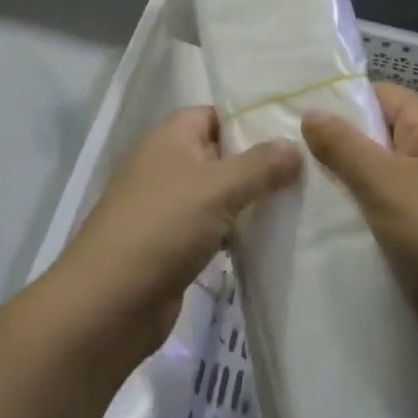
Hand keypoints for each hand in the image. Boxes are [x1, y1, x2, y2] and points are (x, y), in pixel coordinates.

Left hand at [49, 107, 300, 368]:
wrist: (109, 303)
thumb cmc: (162, 227)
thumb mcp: (217, 188)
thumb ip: (260, 165)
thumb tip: (296, 145)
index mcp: (170, 137)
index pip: (215, 114)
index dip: (251, 120)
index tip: (294, 132)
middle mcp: (167, 164)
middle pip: (220, 154)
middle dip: (259, 163)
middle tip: (308, 170)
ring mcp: (167, 206)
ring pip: (219, 194)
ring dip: (250, 201)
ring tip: (300, 203)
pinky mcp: (172, 244)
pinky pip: (212, 227)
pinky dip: (236, 232)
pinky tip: (271, 240)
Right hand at [303, 83, 417, 330]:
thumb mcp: (384, 184)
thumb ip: (343, 146)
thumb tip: (310, 112)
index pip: (379, 94)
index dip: (339, 101)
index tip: (294, 118)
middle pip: (378, 133)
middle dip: (337, 145)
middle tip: (290, 157)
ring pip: (382, 173)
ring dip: (349, 182)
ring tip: (302, 190)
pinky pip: (391, 206)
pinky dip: (366, 212)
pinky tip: (332, 225)